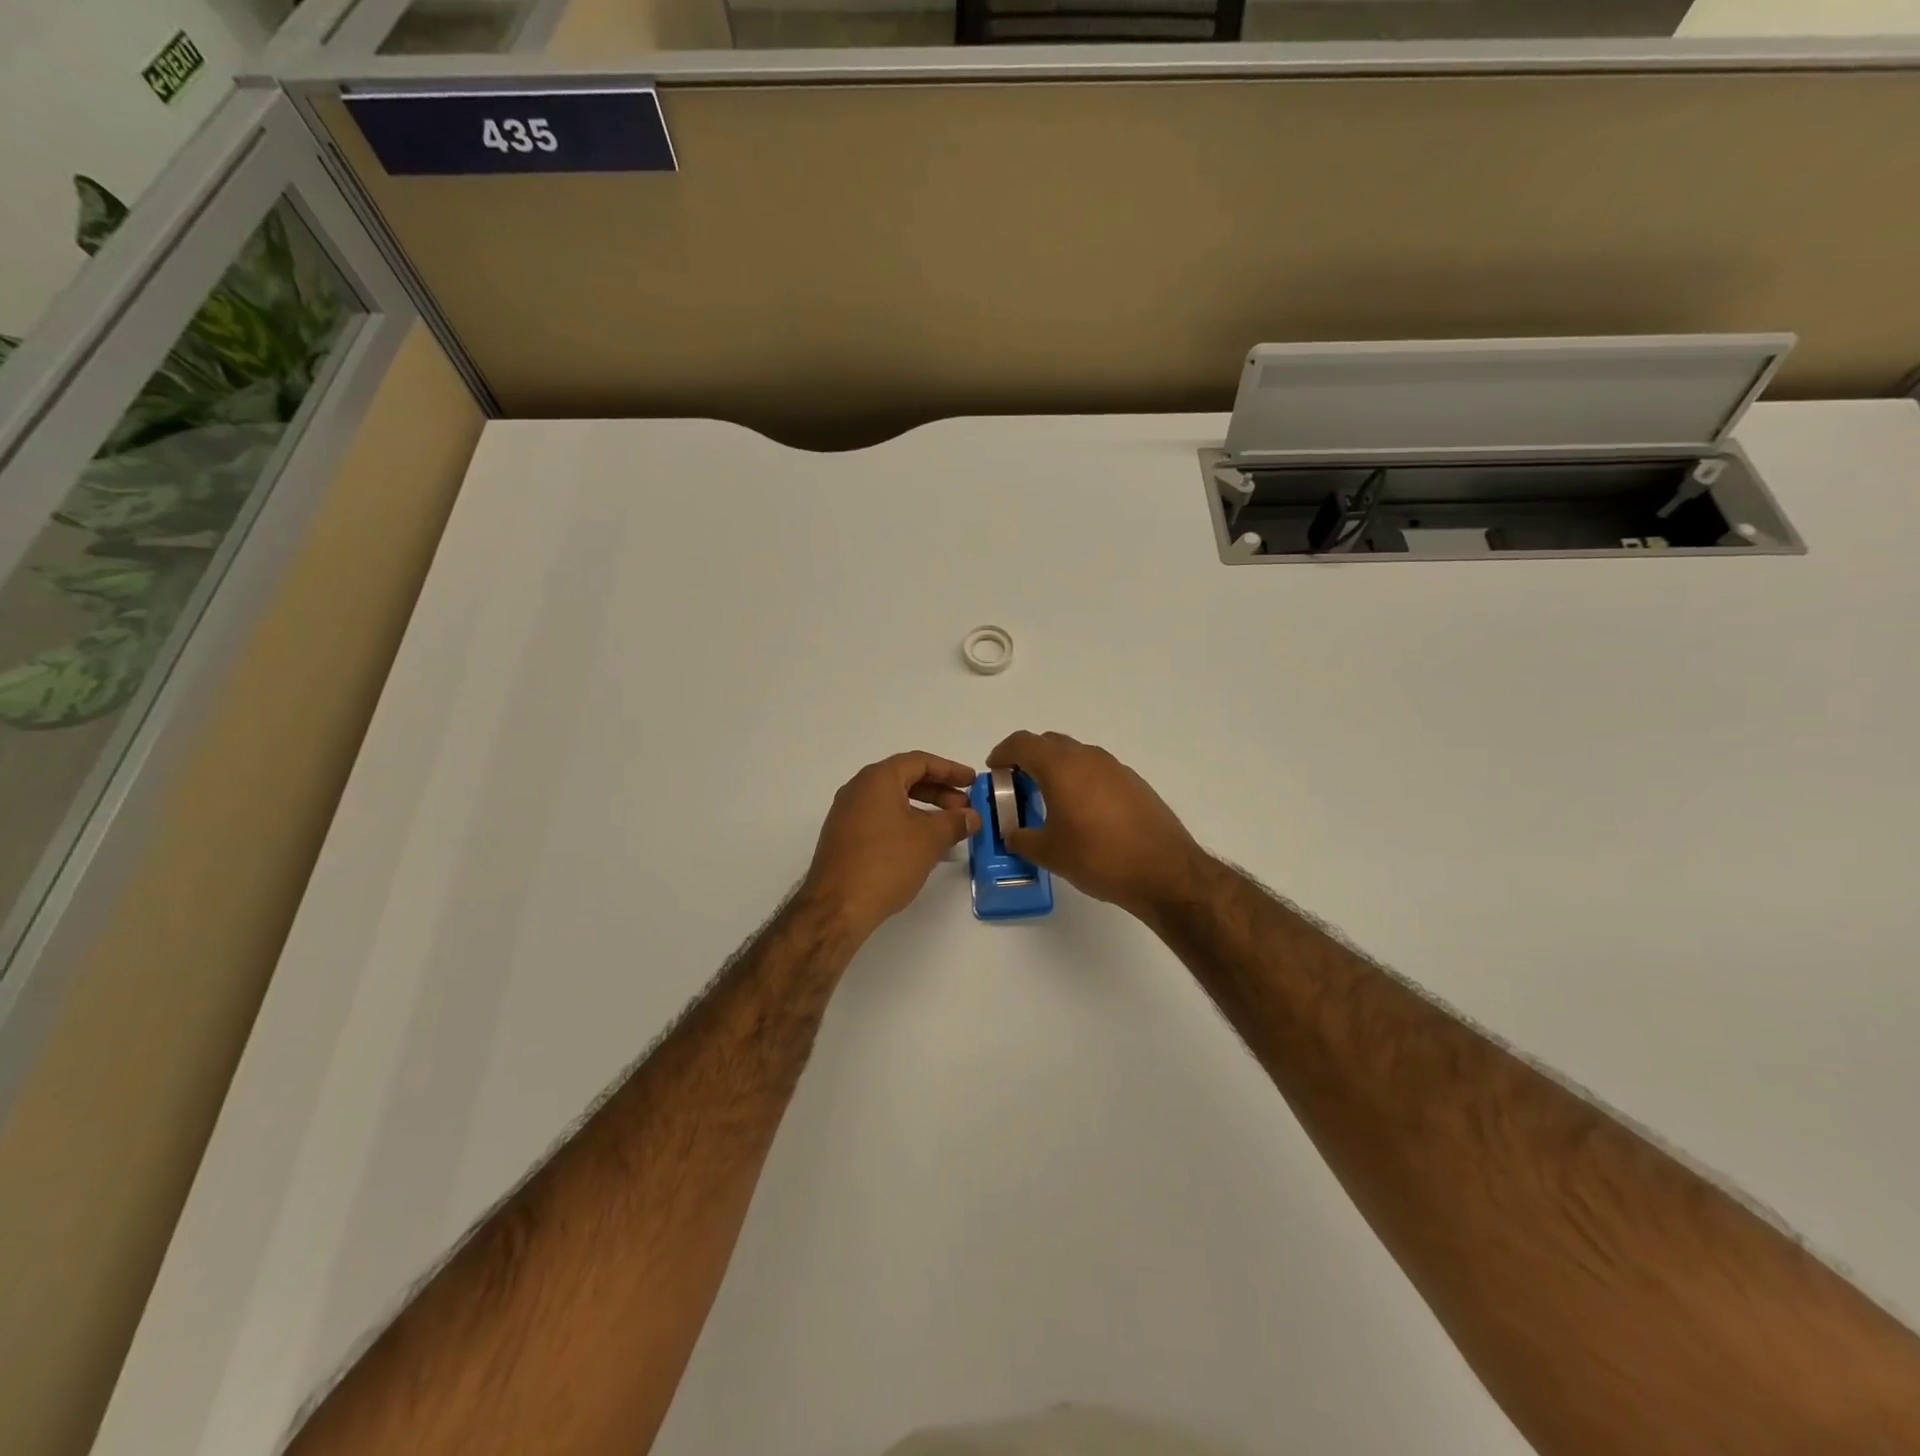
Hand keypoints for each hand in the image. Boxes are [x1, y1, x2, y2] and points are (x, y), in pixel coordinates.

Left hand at [801, 751, 981, 938]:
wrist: (836, 907)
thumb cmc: (885, 863)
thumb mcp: (929, 840)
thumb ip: (954, 823)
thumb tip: (972, 816)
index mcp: (877, 779)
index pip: (920, 761)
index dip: (950, 770)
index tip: (973, 782)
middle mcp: (858, 789)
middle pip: (905, 779)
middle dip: (939, 792)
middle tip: (965, 809)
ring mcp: (847, 814)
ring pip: (893, 801)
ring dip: (924, 810)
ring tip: (949, 829)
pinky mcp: (844, 838)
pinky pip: (881, 819)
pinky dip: (906, 824)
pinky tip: (923, 846)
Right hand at [986, 730, 1204, 914]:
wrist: (1164, 871)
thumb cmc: (1098, 857)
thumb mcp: (1049, 853)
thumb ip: (1022, 839)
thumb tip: (1013, 834)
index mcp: (1061, 767)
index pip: (1023, 743)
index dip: (1003, 753)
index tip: (994, 769)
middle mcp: (1088, 758)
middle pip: (1049, 743)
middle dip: (1029, 758)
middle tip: (1018, 785)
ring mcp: (1115, 768)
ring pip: (1076, 755)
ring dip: (1057, 769)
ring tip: (1049, 800)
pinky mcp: (1134, 783)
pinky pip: (1097, 771)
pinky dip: (1081, 780)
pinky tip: (1083, 812)